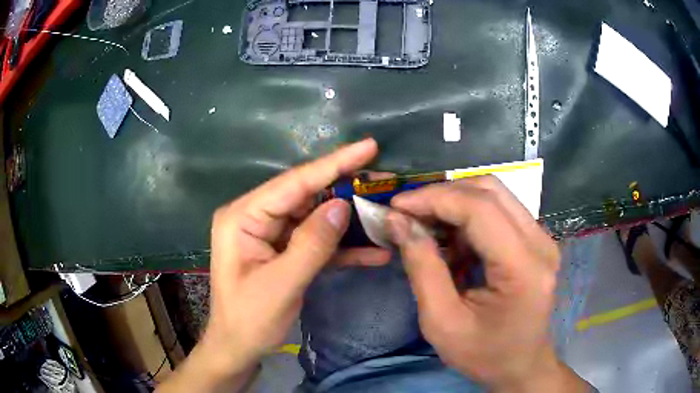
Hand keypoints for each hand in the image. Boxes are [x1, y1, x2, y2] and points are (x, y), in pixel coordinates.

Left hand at [158, 139, 389, 391]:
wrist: (239, 348)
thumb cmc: (249, 320)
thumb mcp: (281, 285)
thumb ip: (312, 243)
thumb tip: (343, 204)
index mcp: (243, 217)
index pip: (293, 183)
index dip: (333, 164)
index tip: (368, 146)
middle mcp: (255, 218)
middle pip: (306, 195)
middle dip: (344, 189)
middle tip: (382, 178)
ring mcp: (270, 234)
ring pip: (315, 217)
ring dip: (348, 221)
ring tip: (383, 211)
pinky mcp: (284, 251)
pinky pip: (315, 241)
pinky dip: (341, 247)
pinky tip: (373, 252)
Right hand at [386, 176, 588, 391]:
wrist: (521, 366)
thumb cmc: (484, 355)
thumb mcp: (442, 323)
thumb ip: (422, 268)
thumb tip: (398, 222)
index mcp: (523, 268)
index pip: (480, 209)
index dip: (434, 199)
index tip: (396, 206)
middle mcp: (541, 243)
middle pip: (490, 190)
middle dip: (443, 195)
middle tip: (409, 213)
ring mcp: (542, 239)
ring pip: (495, 195)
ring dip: (456, 203)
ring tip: (427, 227)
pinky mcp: (536, 241)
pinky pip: (500, 211)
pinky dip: (469, 217)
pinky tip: (452, 241)